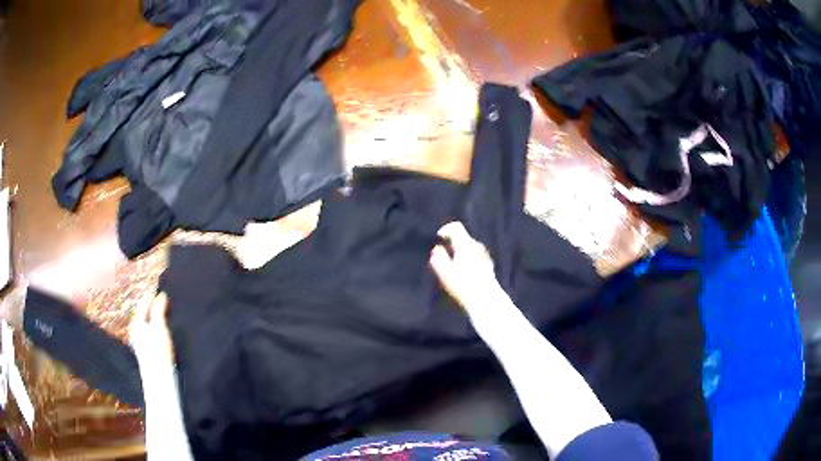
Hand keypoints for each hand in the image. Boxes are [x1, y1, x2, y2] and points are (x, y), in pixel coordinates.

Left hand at [129, 292, 173, 366]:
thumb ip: (159, 309)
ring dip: (156, 316)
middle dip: (154, 306)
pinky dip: (157, 326)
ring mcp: (140, 342)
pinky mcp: (147, 351)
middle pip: (145, 312)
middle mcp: (136, 330)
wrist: (159, 379)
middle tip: (167, 301)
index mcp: (137, 322)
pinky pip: (151, 332)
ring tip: (167, 314)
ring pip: (148, 322)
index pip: (144, 303)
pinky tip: (164, 331)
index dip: (154, 295)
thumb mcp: (159, 326)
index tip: (164, 291)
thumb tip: (162, 295)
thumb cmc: (158, 350)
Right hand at [429, 221, 502, 309]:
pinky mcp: (488, 266)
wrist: (486, 299)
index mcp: (466, 244)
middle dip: (452, 245)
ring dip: (460, 253)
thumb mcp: (445, 272)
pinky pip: (475, 257)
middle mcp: (477, 246)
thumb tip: (437, 249)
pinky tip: (464, 274)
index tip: (438, 238)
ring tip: (453, 268)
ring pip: (469, 248)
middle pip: (463, 238)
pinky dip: (468, 260)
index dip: (445, 229)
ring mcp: (485, 256)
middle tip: (443, 257)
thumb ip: (439, 257)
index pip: (456, 227)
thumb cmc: (463, 285)